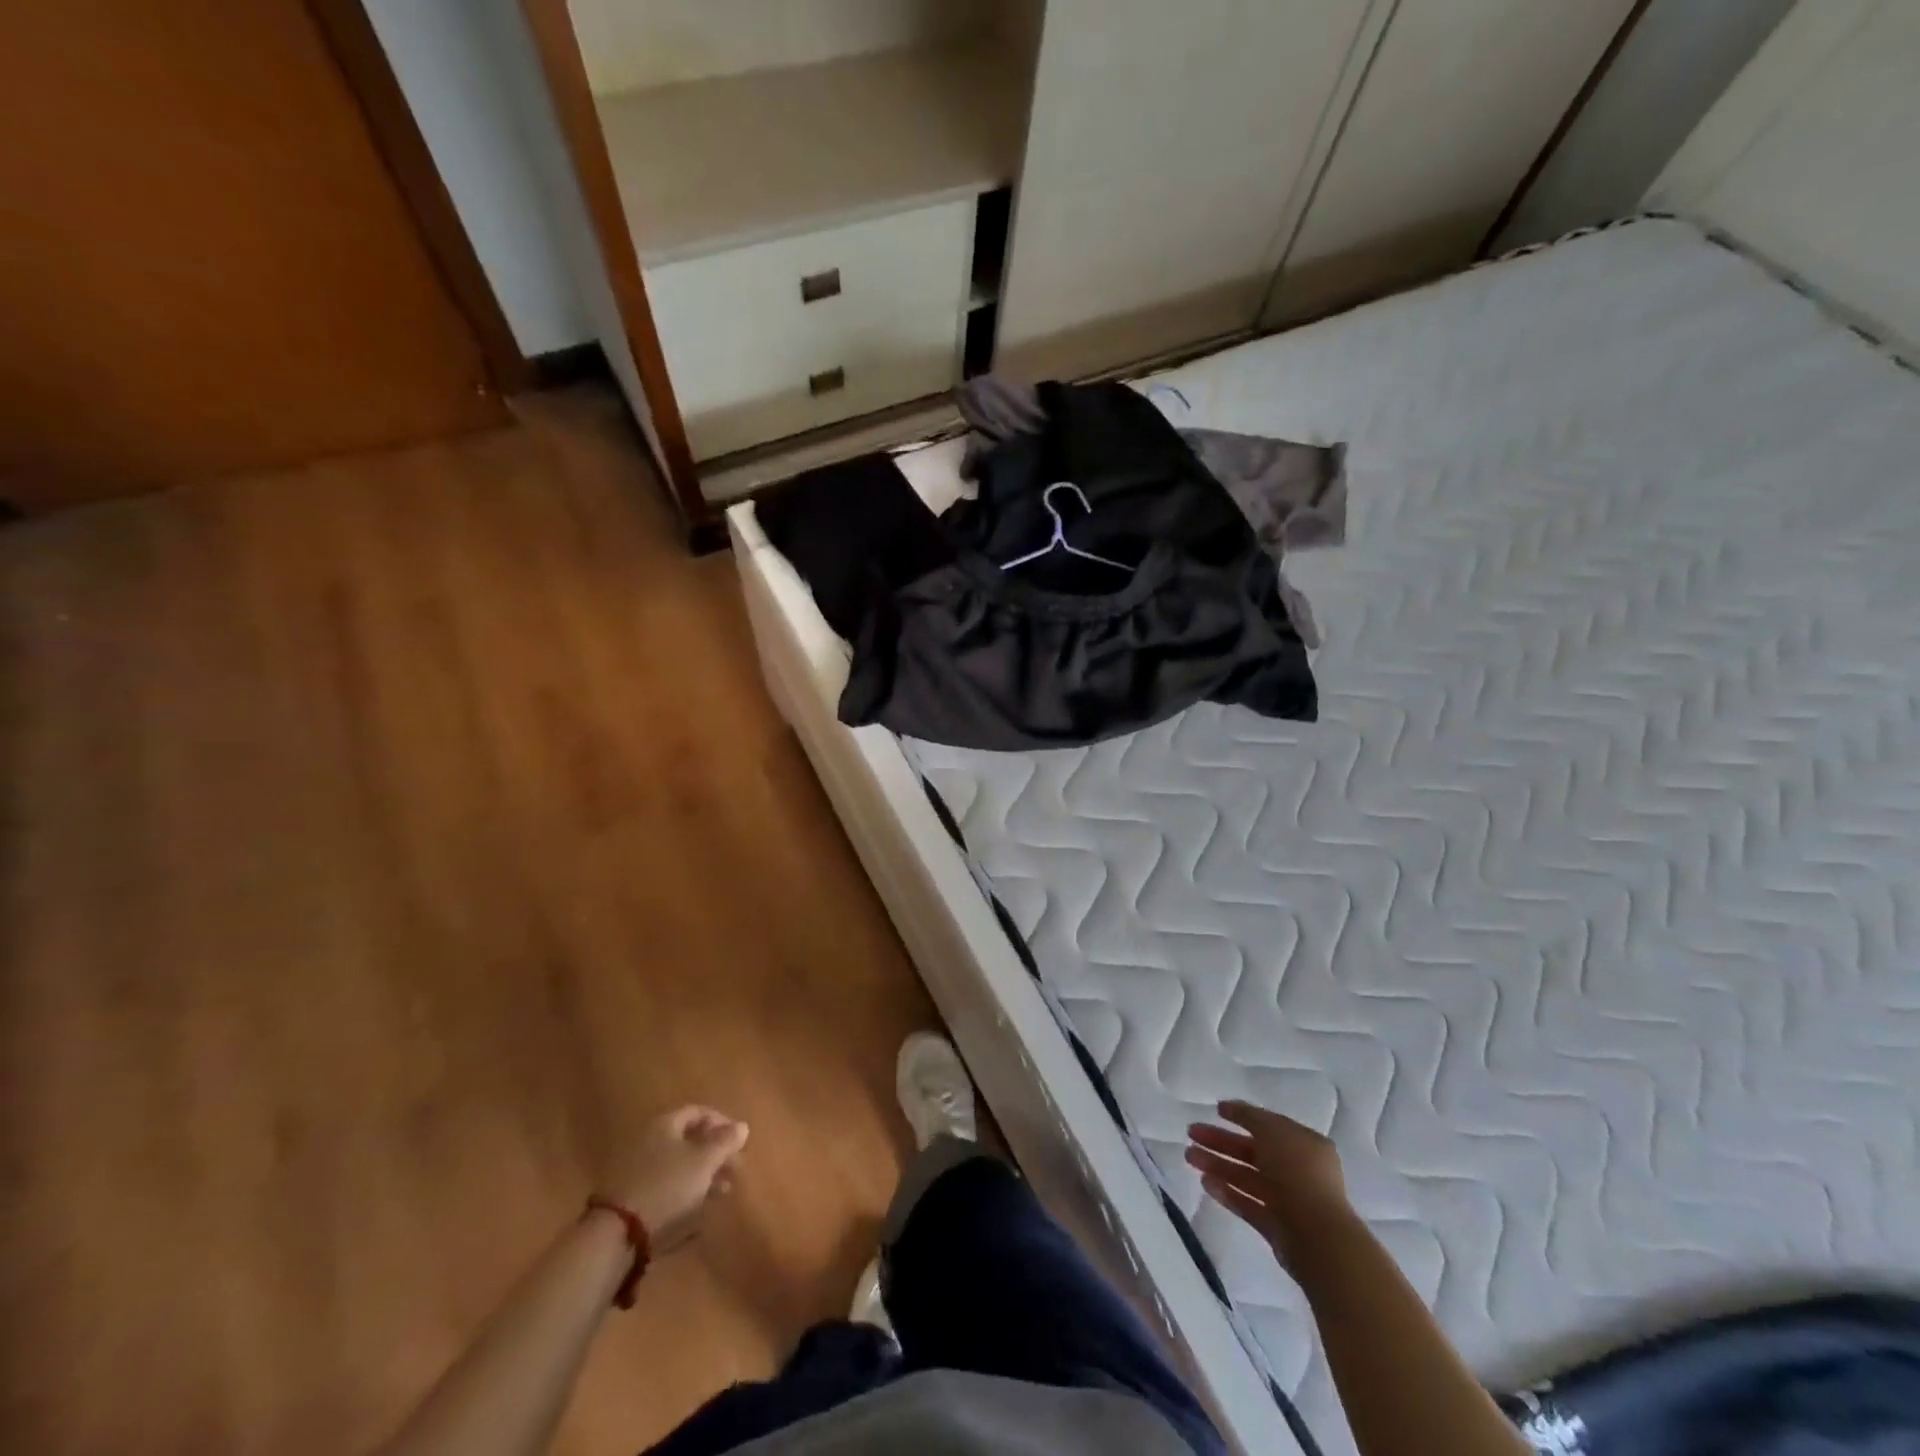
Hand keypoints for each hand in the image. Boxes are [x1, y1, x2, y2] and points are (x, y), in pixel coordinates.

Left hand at [605, 1106, 748, 1252]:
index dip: (722, 1122)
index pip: (698, 1112)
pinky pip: (663, 1187)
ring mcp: (634, 1169)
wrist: (615, 1235)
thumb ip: (726, 1142)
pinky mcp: (627, 1198)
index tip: (739, 1141)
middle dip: (714, 1153)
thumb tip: (742, 1126)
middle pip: (687, 1140)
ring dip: (702, 1176)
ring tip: (721, 1193)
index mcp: (664, 1124)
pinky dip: (682, 1193)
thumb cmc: (667, 1187)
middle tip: (734, 1169)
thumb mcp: (704, 1162)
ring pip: (676, 1166)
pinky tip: (696, 1212)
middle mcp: (647, 1140)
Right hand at [1186, 1100, 1349, 1265]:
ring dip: (1218, 1165)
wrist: (1316, 1235)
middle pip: (1252, 1151)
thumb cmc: (1297, 1172)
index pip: (1268, 1125)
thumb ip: (1249, 1116)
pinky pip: (1247, 1203)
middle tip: (1191, 1133)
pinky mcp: (1275, 1226)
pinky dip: (1227, 1192)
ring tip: (1189, 1157)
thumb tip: (1230, 1107)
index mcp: (1304, 1144)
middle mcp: (1297, 1170)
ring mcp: (1287, 1199)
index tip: (1215, 1110)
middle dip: (1221, 1141)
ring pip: (1246, 1176)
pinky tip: (1205, 1183)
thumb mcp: (1272, 1130)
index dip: (1241, 1115)